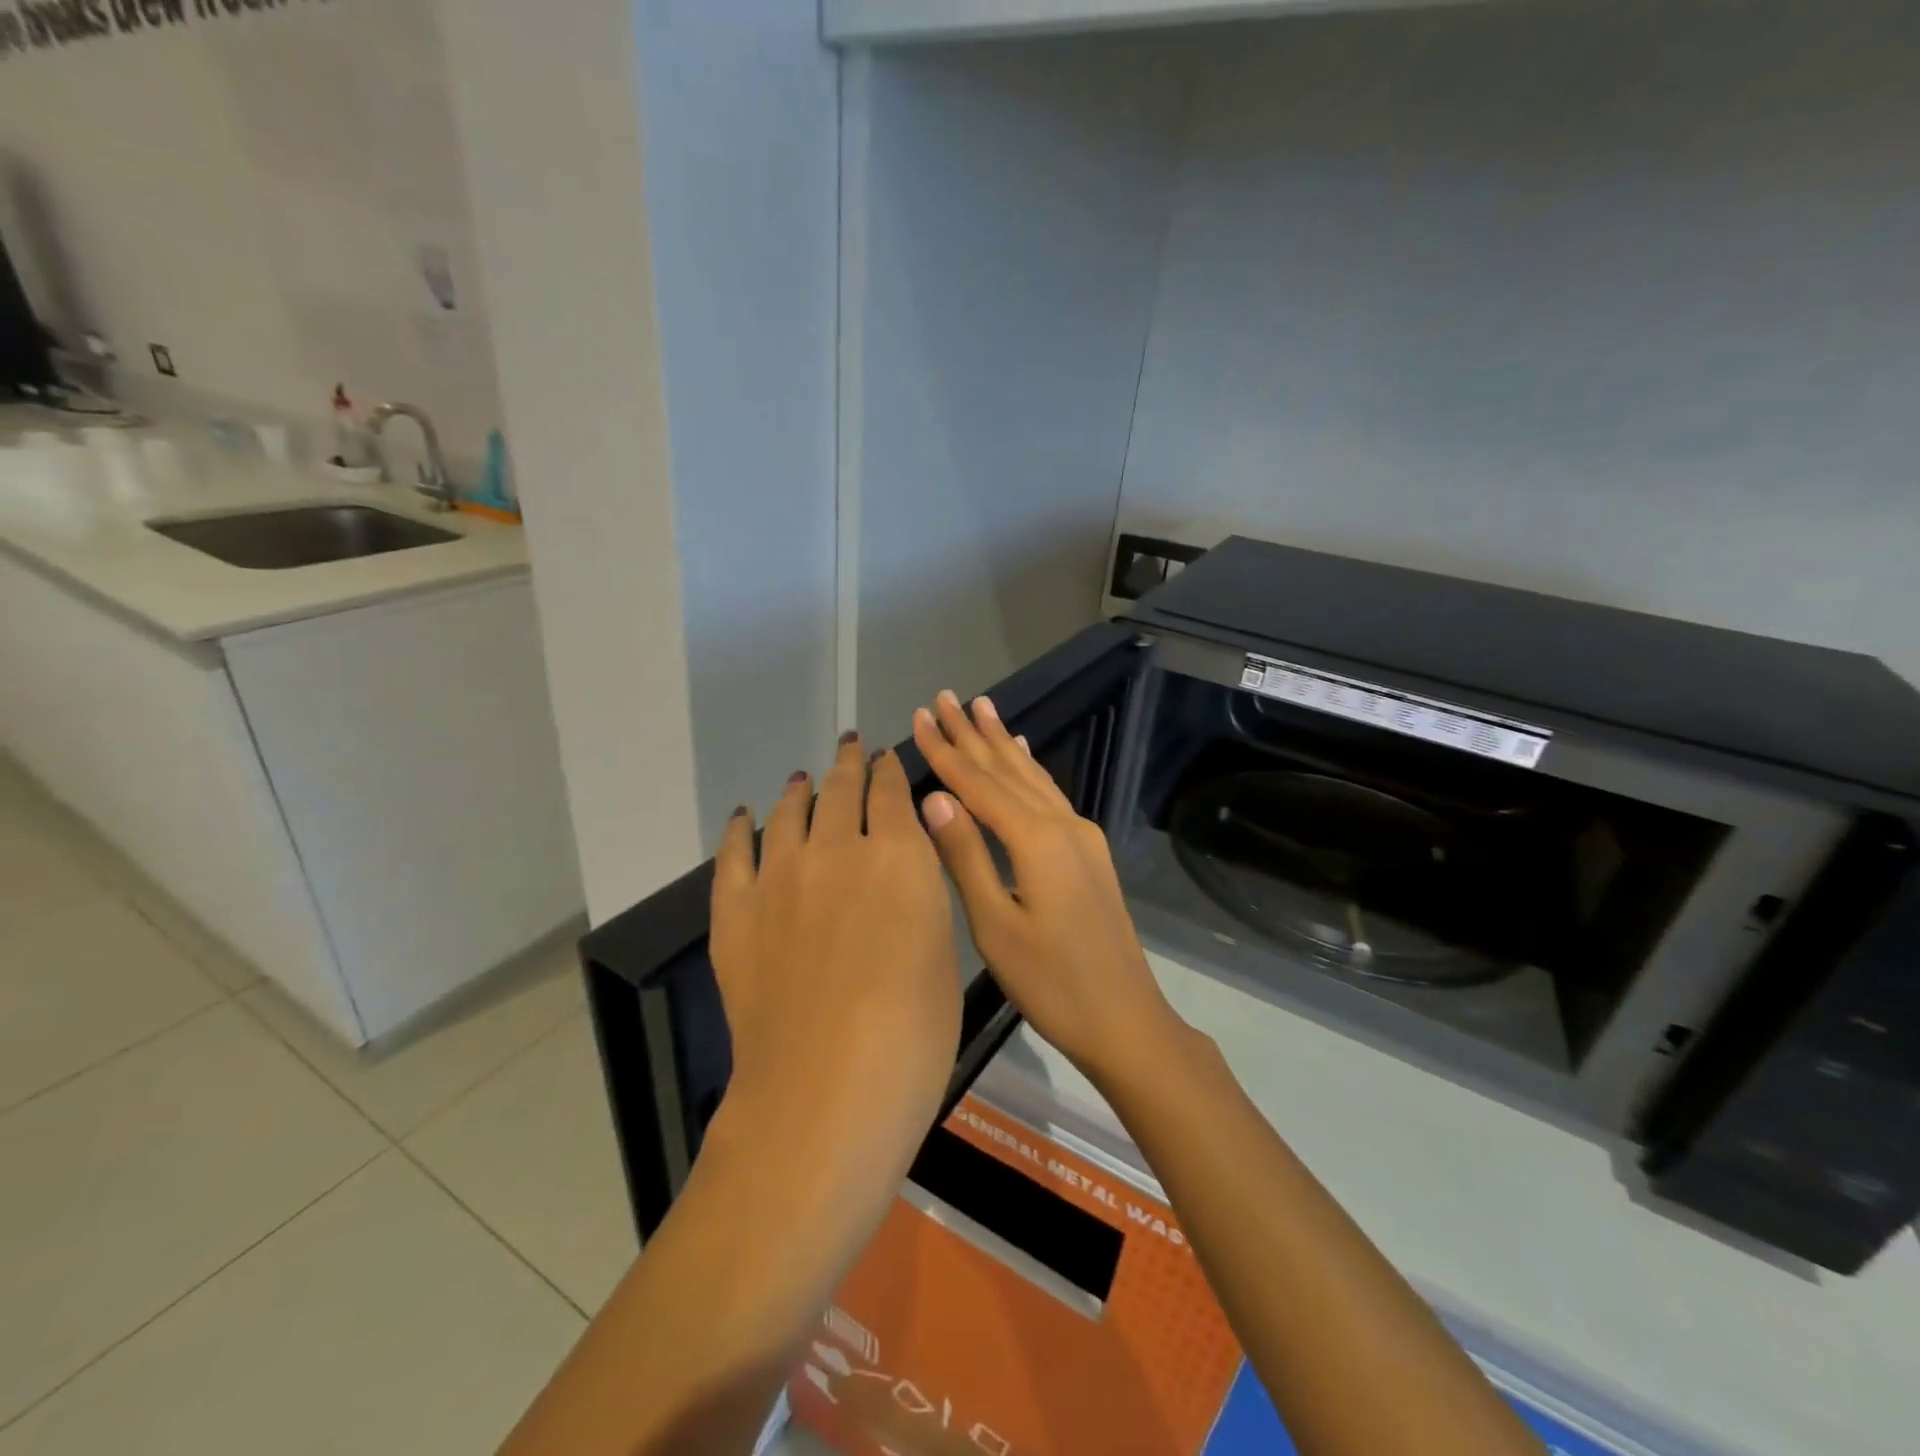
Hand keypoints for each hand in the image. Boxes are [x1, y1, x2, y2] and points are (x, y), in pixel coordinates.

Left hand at [710, 735, 961, 1176]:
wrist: (827, 1087)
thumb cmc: (914, 1031)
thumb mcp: (943, 952)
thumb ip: (922, 896)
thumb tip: (904, 867)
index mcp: (898, 854)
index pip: (893, 792)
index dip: (890, 771)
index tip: (887, 759)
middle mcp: (837, 848)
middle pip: (841, 789)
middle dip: (849, 764)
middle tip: (850, 747)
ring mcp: (780, 876)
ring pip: (789, 812)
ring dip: (799, 789)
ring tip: (802, 778)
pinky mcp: (736, 910)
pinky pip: (734, 854)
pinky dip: (739, 829)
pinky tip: (743, 816)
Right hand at [912, 690, 1182, 1086]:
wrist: (1124, 1018)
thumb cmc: (1051, 983)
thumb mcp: (995, 925)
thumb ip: (965, 855)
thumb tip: (933, 796)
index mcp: (1035, 840)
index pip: (978, 784)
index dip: (945, 751)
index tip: (919, 717)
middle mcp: (1061, 825)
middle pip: (1007, 769)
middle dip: (972, 733)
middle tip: (945, 697)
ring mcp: (1080, 835)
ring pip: (1032, 776)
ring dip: (1002, 742)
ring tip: (982, 707)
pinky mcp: (1088, 850)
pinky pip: (1051, 794)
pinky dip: (1030, 769)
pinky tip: (1025, 754)